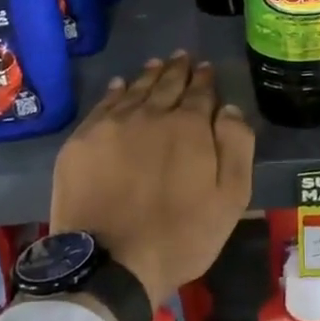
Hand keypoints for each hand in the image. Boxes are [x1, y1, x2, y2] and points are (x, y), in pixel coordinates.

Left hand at [49, 51, 254, 315]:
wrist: (111, 263)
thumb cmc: (181, 235)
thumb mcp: (231, 197)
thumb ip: (236, 146)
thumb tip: (229, 108)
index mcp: (189, 125)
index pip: (200, 91)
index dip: (204, 78)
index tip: (205, 68)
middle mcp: (150, 114)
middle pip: (166, 84)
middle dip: (177, 69)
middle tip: (182, 57)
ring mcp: (112, 125)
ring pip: (135, 89)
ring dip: (149, 75)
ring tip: (156, 64)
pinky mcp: (82, 141)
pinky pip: (103, 105)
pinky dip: (115, 92)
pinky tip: (120, 85)